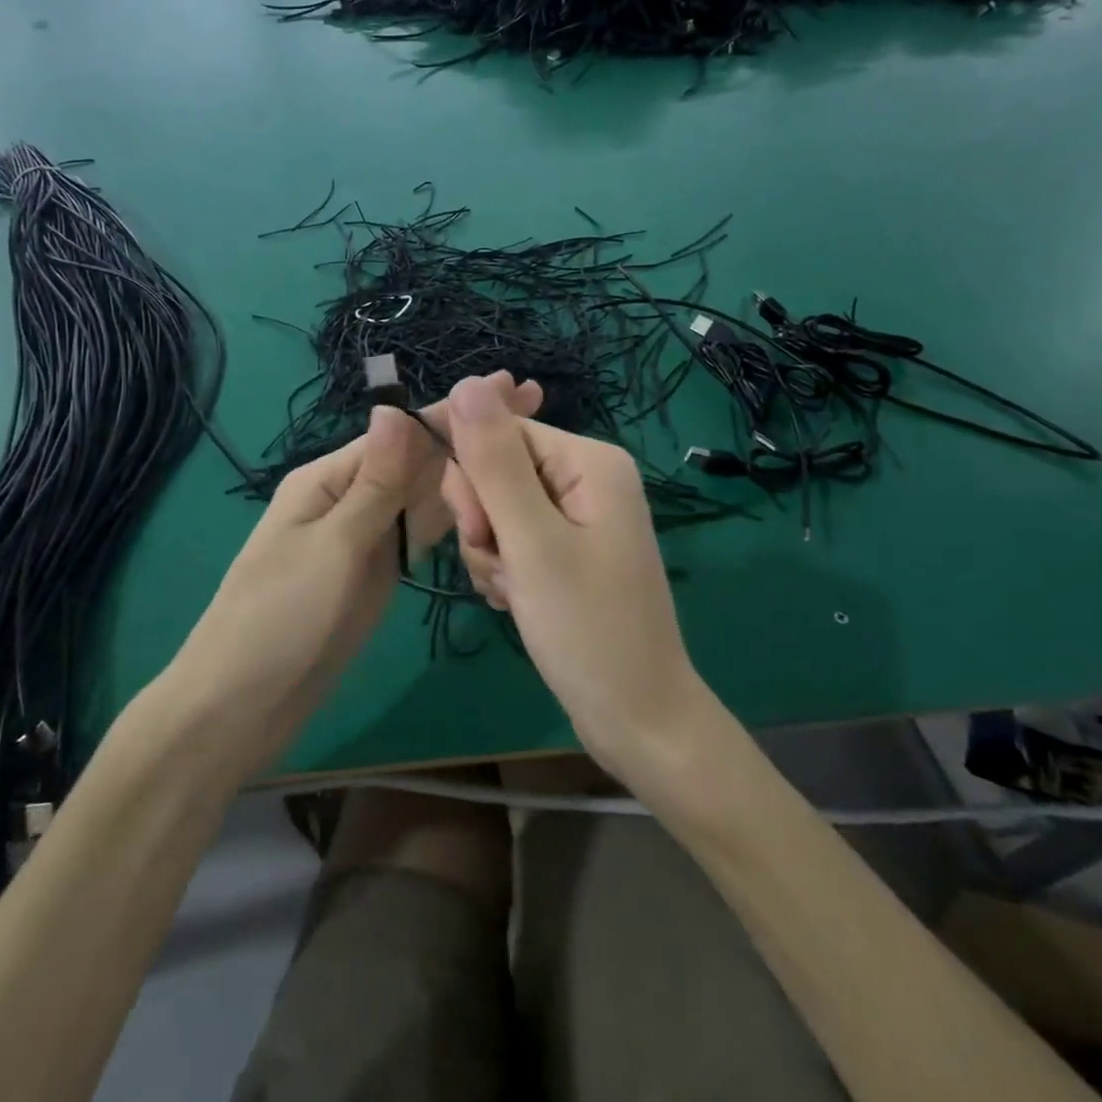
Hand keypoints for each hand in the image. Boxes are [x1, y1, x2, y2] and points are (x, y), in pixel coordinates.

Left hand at [176, 374, 539, 766]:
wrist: (245, 704)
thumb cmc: (281, 617)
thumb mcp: (333, 544)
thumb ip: (375, 483)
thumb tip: (395, 407)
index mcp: (330, 479)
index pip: (402, 434)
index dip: (456, 412)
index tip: (511, 387)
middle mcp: (351, 498)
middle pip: (419, 459)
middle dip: (471, 433)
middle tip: (534, 405)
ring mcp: (367, 536)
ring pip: (426, 494)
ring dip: (469, 468)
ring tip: (525, 446)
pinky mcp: (378, 571)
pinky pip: (421, 531)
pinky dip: (455, 514)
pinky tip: (491, 498)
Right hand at [430, 376, 704, 778]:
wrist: (636, 719)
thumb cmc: (587, 629)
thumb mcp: (531, 541)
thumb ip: (494, 461)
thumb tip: (465, 382)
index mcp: (589, 460)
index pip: (499, 432)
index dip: (473, 479)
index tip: (478, 531)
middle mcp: (586, 478)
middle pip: (497, 471)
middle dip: (484, 521)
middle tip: (506, 568)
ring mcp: (578, 516)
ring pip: (496, 509)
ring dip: (491, 552)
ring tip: (517, 592)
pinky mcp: (567, 550)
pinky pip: (512, 539)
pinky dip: (504, 570)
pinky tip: (518, 602)